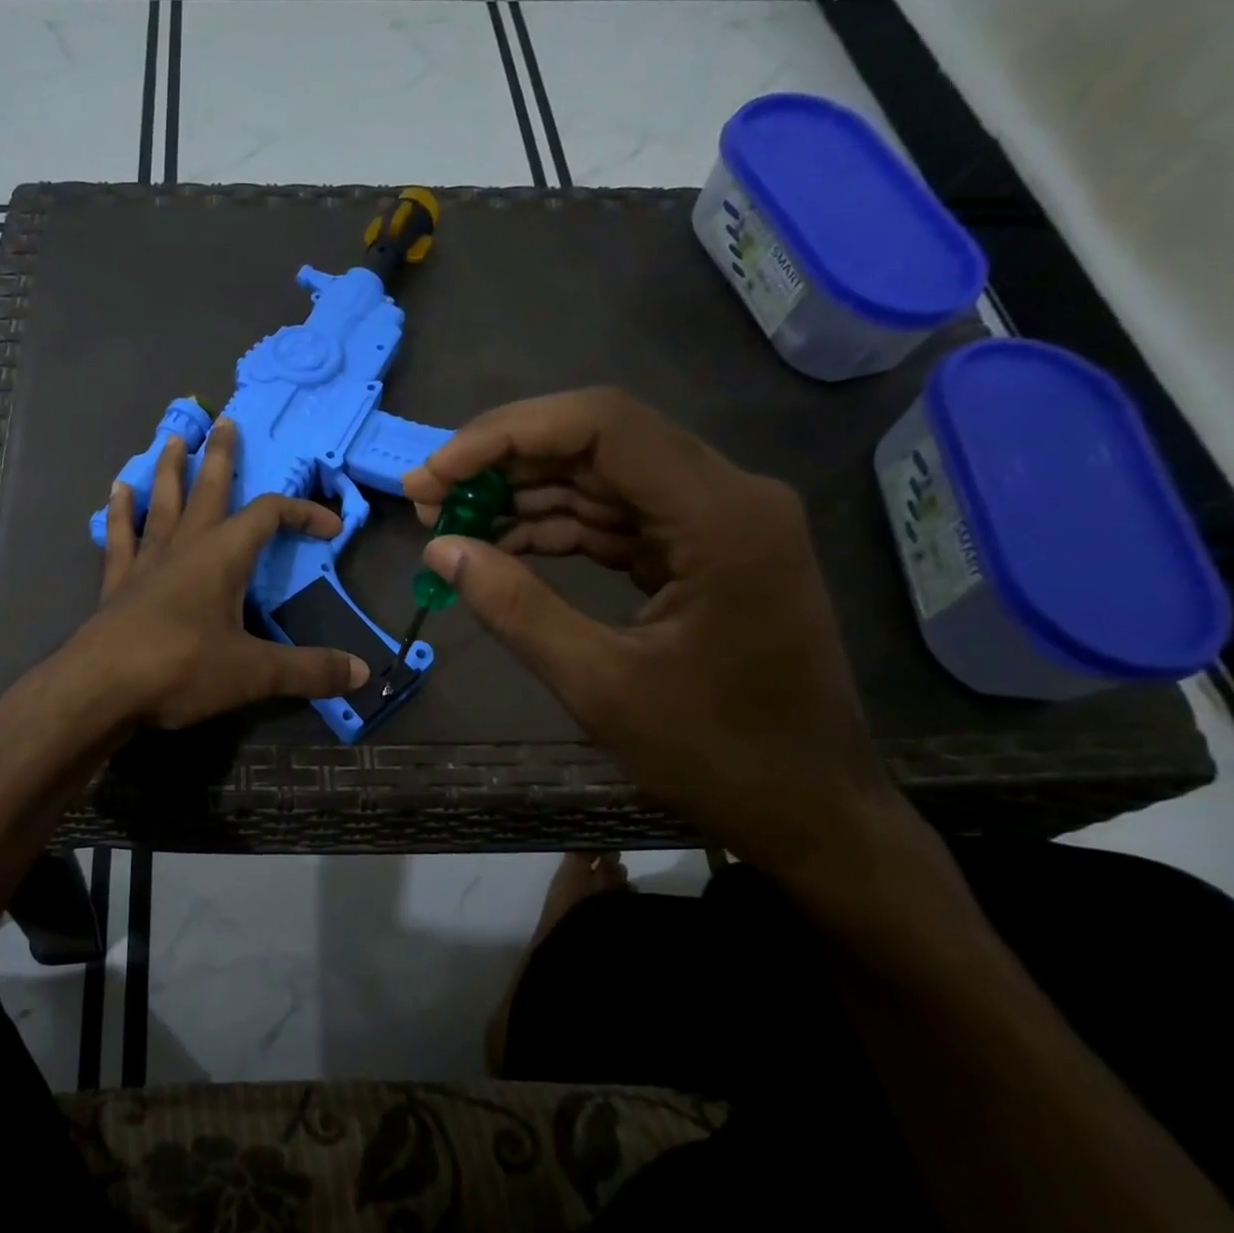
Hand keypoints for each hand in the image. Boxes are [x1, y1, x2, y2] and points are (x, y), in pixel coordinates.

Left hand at [67, 417, 368, 728]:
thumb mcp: (254, 673)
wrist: (101, 689)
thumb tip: (362, 674)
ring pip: (162, 503)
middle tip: (225, 420)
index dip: (302, 512)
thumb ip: (309, 670)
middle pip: (208, 490)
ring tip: (174, 440)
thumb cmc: (181, 669)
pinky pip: (122, 536)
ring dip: (171, 470)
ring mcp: (146, 562)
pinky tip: (118, 490)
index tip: (330, 526)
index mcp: (222, 557)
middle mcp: (184, 547)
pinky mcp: (117, 583)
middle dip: (221, 456)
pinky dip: (122, 512)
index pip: (269, 516)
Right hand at [402, 388, 914, 890]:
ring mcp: (716, 522)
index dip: (505, 435)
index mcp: (721, 516)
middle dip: (503, 463)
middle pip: (598, 441)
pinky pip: (614, 519)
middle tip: (427, 500)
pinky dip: (553, 529)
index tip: (434, 474)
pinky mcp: (701, 551)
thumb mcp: (599, 685)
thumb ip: (515, 608)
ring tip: (449, 524)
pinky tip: (499, 547)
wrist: (806, 807)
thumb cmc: (715, 755)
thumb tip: (439, 550)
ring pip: (600, 478)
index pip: (602, 424)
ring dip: (521, 495)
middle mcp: (727, 496)